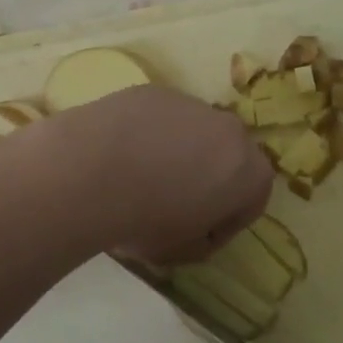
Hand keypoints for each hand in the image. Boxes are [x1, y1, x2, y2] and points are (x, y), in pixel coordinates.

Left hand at [34, 86, 273, 263]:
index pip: (252, 199)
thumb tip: (195, 226)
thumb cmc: (145, 219)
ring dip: (178, 152)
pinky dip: (147, 133)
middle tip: (173, 203)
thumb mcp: (181, 251)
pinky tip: (120, 153)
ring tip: (140, 176)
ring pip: (192, 132)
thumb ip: (201, 238)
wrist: (90, 171)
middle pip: (225, 156)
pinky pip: (159, 117)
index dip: (226, 222)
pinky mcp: (153, 91)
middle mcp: (228, 128)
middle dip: (207, 178)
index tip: (199, 236)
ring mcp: (189, 102)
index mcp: (248, 170)